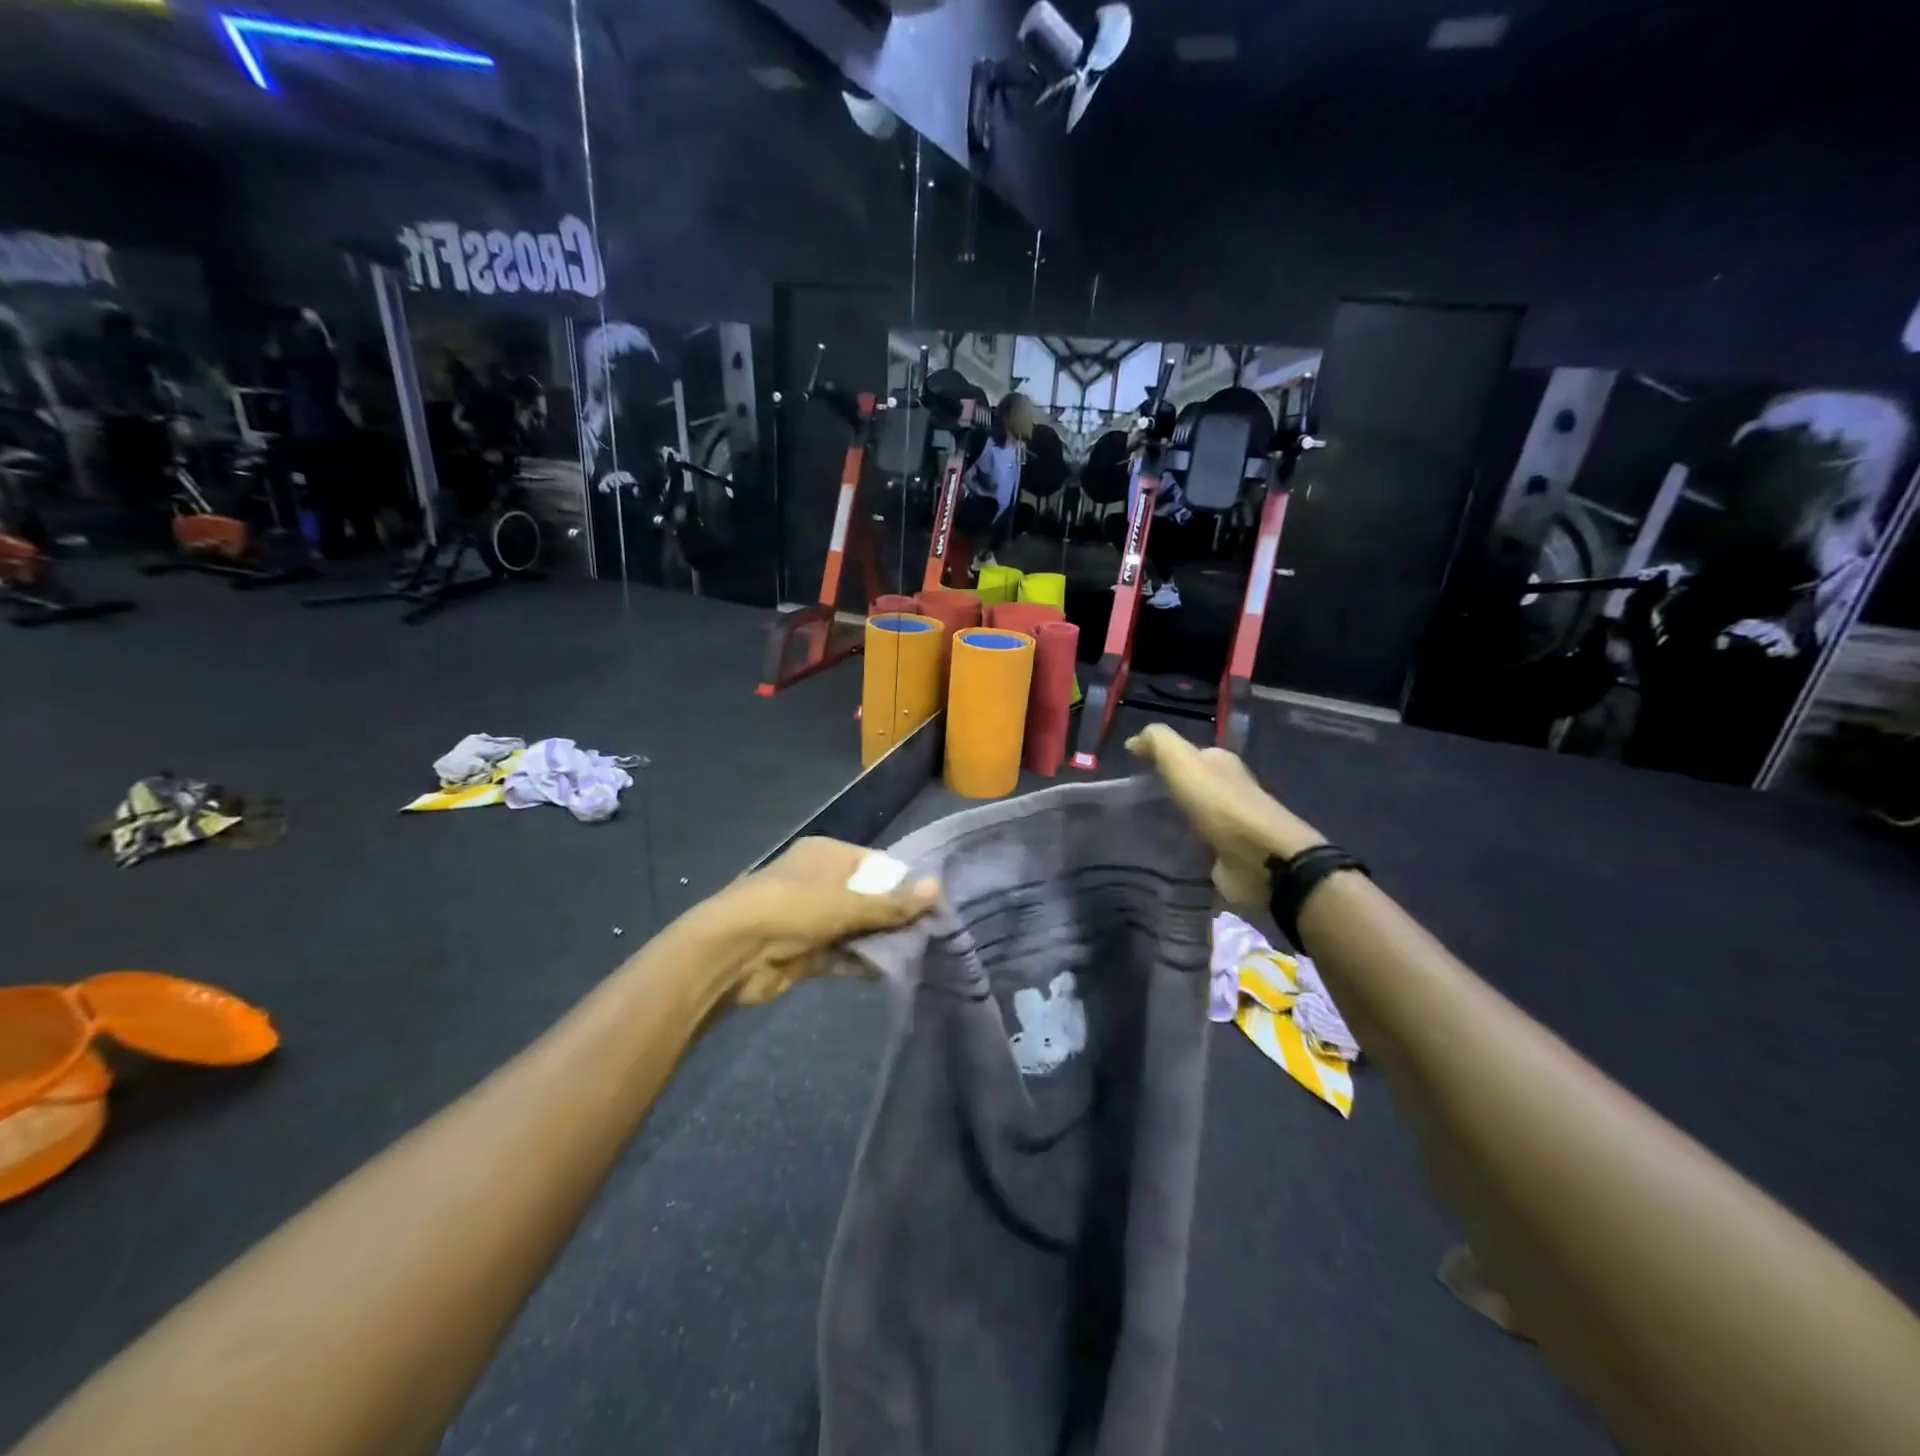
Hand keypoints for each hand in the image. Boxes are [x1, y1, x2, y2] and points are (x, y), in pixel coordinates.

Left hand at [708, 838, 938, 1004]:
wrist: (732, 951)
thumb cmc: (793, 909)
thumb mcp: (848, 903)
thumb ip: (893, 903)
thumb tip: (939, 888)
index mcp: (828, 854)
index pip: (877, 865)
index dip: (904, 884)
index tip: (932, 907)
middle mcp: (820, 881)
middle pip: (868, 897)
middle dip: (894, 917)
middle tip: (928, 935)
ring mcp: (810, 917)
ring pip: (855, 927)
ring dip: (879, 941)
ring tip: (915, 954)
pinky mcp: (803, 950)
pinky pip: (840, 952)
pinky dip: (860, 960)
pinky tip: (888, 971)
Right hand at [1126, 724, 1324, 907]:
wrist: (1260, 858)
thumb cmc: (1220, 803)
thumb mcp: (1183, 761)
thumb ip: (1159, 742)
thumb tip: (1134, 739)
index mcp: (1222, 763)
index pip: (1190, 754)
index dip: (1163, 758)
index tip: (1133, 768)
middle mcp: (1229, 790)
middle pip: (1193, 785)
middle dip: (1167, 790)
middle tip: (1131, 800)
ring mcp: (1229, 825)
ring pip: (1193, 817)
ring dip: (1173, 820)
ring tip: (1138, 826)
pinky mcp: (1226, 856)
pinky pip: (1196, 847)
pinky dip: (1181, 847)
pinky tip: (1160, 851)